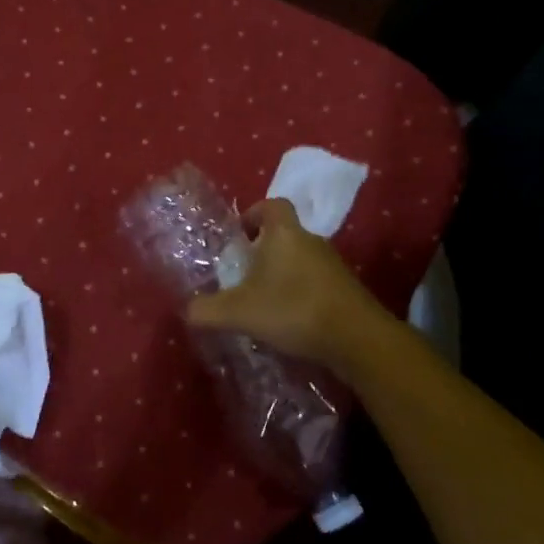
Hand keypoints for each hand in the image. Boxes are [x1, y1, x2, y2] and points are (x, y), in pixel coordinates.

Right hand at [186, 198, 387, 374]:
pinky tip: (288, 319)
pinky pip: (315, 282)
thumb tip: (187, 310)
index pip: (271, 205)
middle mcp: (310, 241)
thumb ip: (208, 310)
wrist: (357, 338)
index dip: (253, 214)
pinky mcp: (345, 289)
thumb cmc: (294, 310)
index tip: (239, 235)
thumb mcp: (240, 312)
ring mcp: (332, 265)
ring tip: (263, 300)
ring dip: (282, 274)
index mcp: (284, 234)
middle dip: (263, 250)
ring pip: (300, 259)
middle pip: (284, 234)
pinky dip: (300, 293)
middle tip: (242, 273)